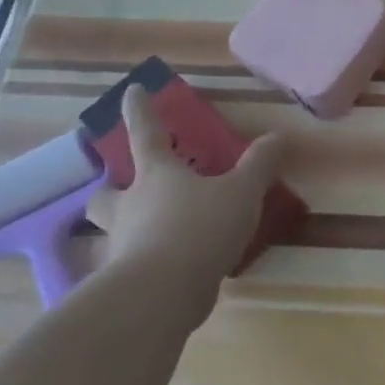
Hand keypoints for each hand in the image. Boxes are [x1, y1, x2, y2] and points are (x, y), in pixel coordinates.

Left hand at [94, 85, 284, 329]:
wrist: (161, 294)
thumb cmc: (198, 228)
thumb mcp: (241, 192)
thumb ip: (259, 165)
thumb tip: (278, 136)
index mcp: (156, 176)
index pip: (145, 134)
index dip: (140, 111)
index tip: (131, 90)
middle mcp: (131, 206)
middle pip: (106, 194)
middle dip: (111, 189)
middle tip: (125, 189)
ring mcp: (122, 245)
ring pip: (112, 232)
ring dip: (125, 229)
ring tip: (150, 234)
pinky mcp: (126, 282)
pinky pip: (131, 266)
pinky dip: (146, 264)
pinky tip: (170, 273)